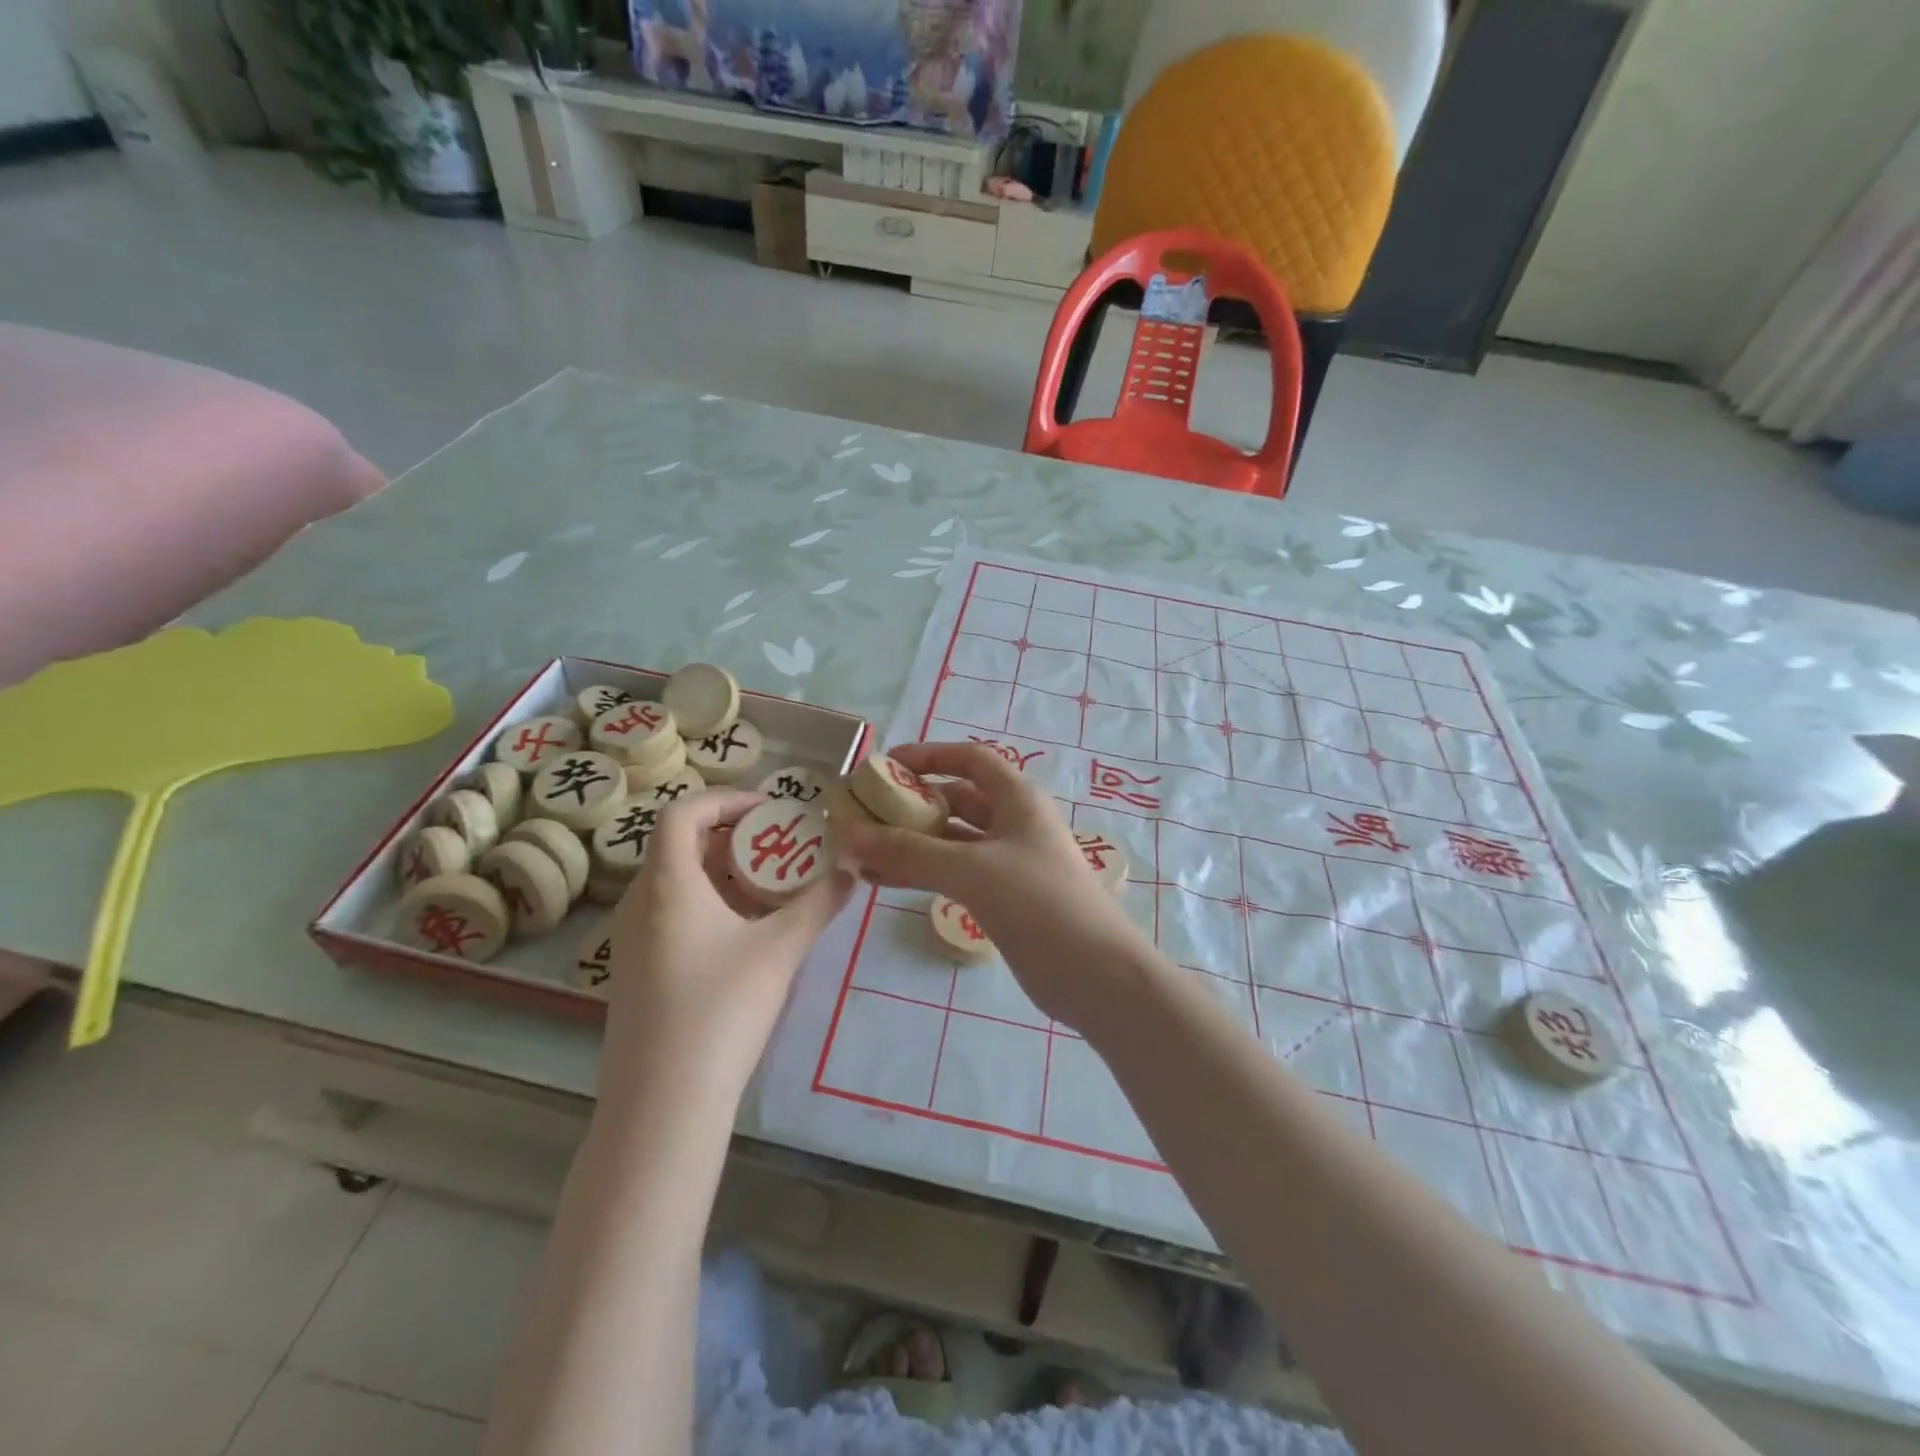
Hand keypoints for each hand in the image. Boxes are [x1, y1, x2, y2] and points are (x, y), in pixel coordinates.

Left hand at [600, 790, 852, 1097]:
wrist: (662, 1104)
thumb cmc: (721, 1010)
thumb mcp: (781, 950)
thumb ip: (819, 904)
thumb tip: (851, 872)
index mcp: (667, 884)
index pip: (682, 812)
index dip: (726, 799)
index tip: (770, 810)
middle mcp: (640, 903)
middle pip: (680, 845)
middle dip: (733, 837)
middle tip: (779, 846)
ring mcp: (632, 942)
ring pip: (676, 883)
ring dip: (722, 873)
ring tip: (770, 888)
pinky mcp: (636, 974)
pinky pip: (671, 916)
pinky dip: (708, 905)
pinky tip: (744, 935)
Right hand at [836, 743, 1144, 1029]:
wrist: (1095, 975)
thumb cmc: (1039, 903)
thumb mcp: (972, 869)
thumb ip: (910, 851)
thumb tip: (849, 833)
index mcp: (1017, 799)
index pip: (971, 759)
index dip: (930, 755)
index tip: (886, 766)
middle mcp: (1013, 823)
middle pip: (957, 800)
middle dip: (912, 804)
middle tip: (864, 814)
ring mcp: (1009, 863)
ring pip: (952, 841)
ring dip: (911, 843)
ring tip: (862, 852)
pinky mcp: (1003, 898)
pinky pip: (955, 874)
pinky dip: (922, 872)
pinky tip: (884, 882)